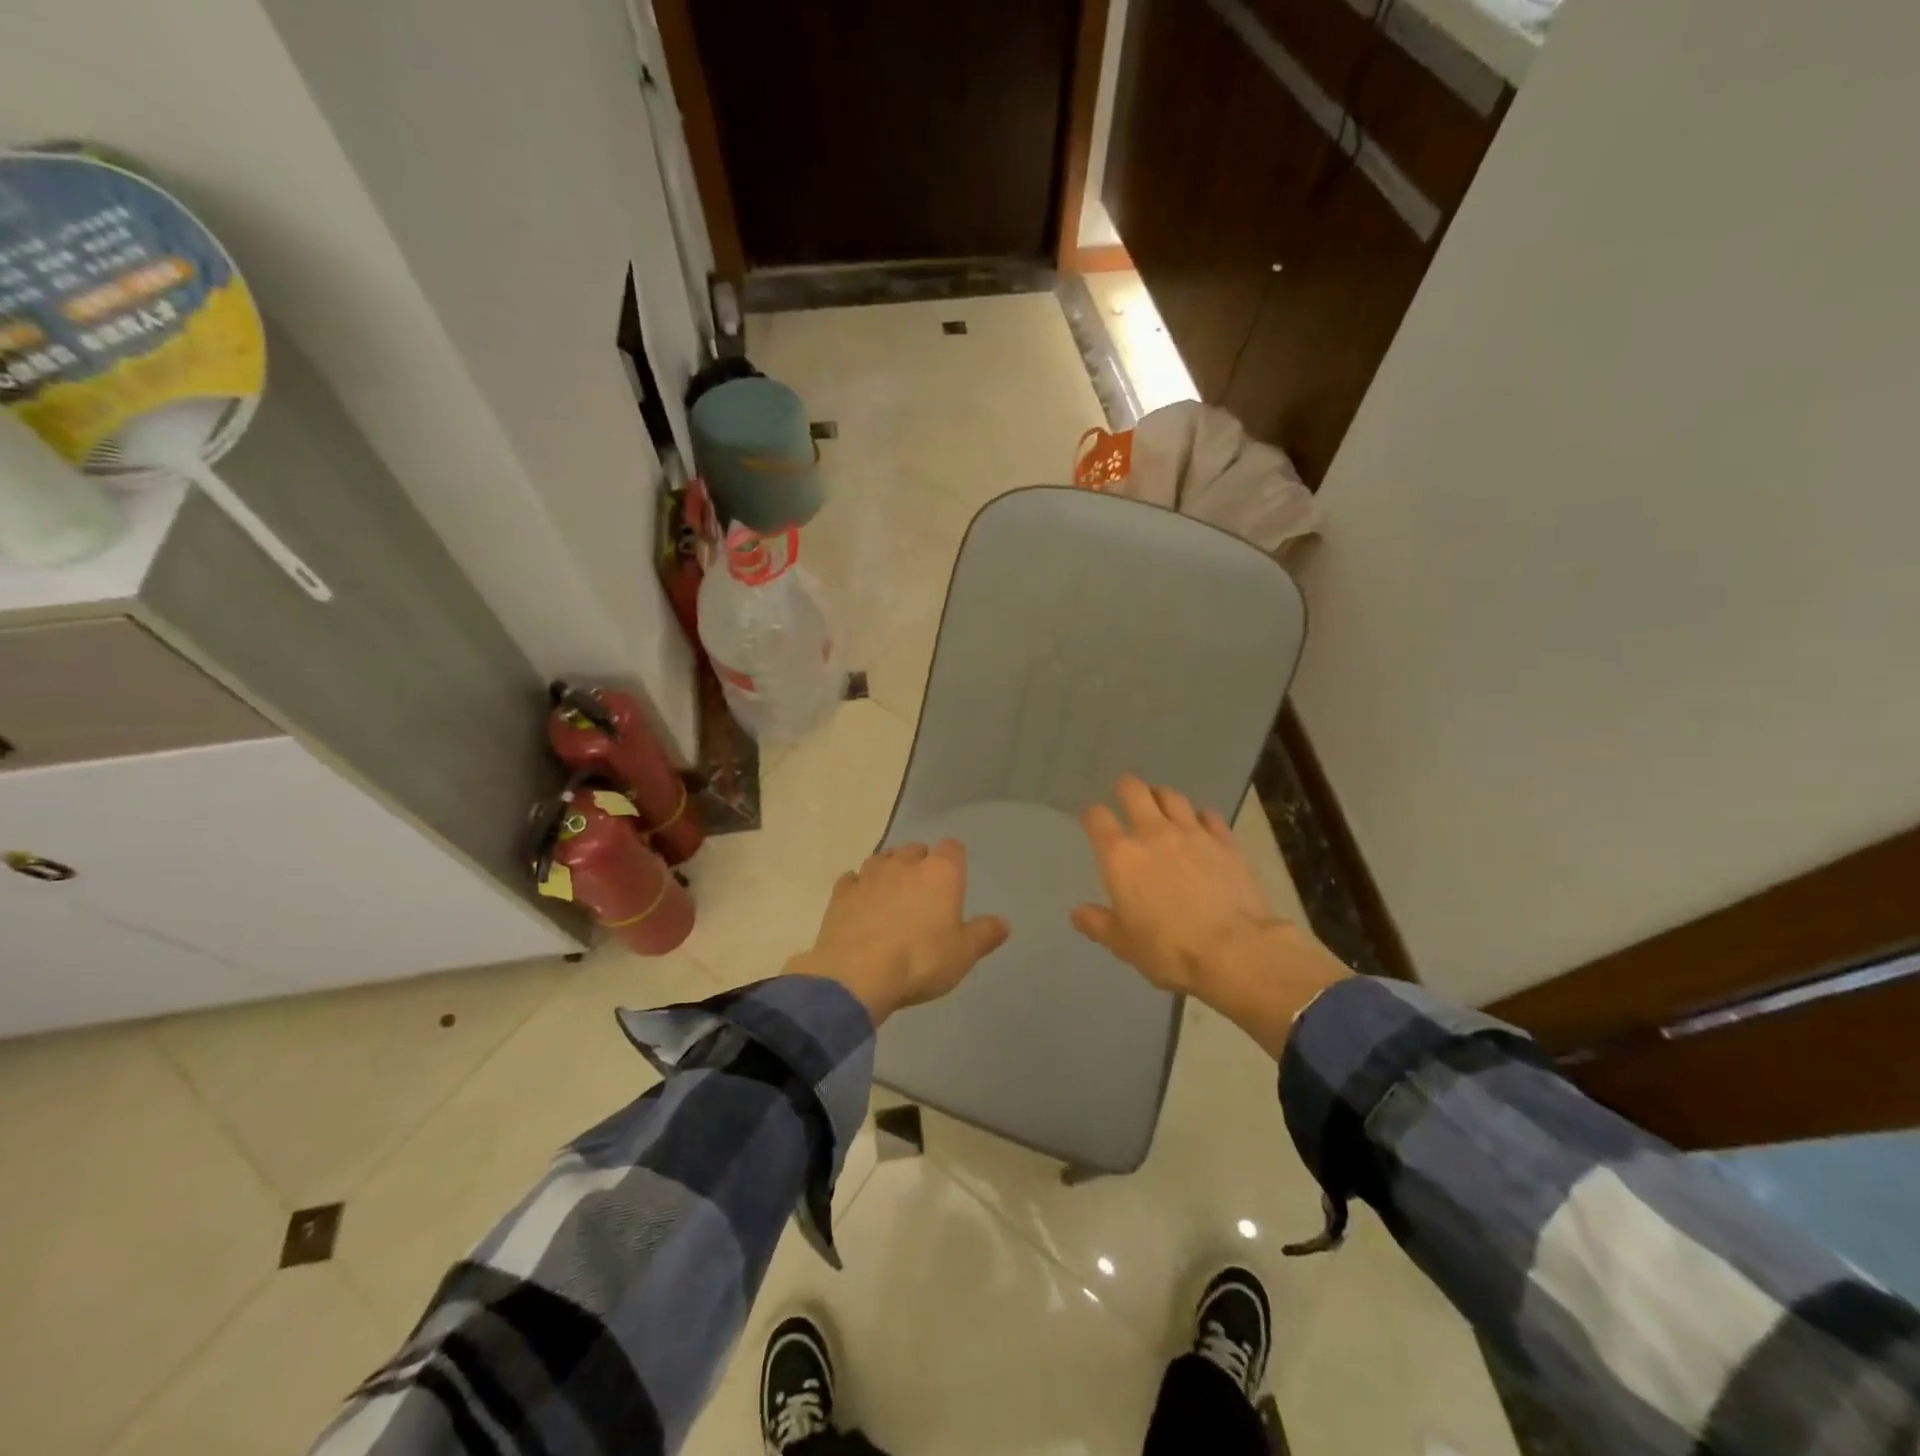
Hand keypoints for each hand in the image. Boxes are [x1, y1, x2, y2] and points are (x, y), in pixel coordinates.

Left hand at [785, 841, 1009, 1025]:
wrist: (856, 975)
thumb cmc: (920, 961)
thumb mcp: (963, 955)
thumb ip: (984, 935)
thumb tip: (1003, 923)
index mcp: (940, 873)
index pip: (952, 848)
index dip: (954, 859)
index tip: (955, 877)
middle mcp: (904, 864)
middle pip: (915, 850)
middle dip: (920, 864)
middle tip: (924, 892)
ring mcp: (869, 875)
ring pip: (882, 859)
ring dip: (889, 871)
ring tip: (892, 894)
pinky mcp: (841, 893)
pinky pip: (853, 880)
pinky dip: (859, 887)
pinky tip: (861, 902)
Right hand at [1071, 775, 1350, 1056]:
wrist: (1234, 950)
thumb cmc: (1168, 949)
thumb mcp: (1123, 944)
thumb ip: (1098, 924)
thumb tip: (1078, 912)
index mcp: (1120, 856)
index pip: (1096, 818)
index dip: (1091, 815)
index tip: (1093, 821)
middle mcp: (1152, 833)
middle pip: (1134, 790)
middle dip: (1126, 787)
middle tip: (1126, 795)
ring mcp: (1192, 833)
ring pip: (1172, 796)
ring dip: (1162, 797)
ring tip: (1161, 805)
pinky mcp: (1225, 841)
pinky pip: (1209, 816)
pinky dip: (1200, 817)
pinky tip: (1201, 826)